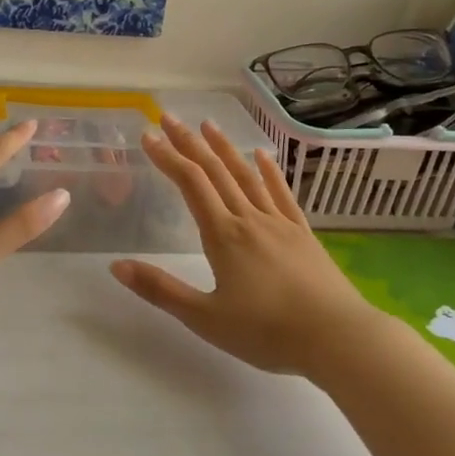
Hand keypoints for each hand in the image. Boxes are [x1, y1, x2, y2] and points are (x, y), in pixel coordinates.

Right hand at [110, 116, 382, 376]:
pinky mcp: (303, 233)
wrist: (338, 338)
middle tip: (169, 117)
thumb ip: (160, 290)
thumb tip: (116, 265)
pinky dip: (269, 171)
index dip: (168, 157)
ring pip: (247, 175)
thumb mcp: (205, 318)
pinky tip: (262, 156)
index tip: (148, 135)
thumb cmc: (267, 332)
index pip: (190, 184)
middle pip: (215, 171)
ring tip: (208, 125)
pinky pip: (282, 193)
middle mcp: (249, 218)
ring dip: (225, 148)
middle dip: (189, 142)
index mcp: (223, 235)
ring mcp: (279, 222)